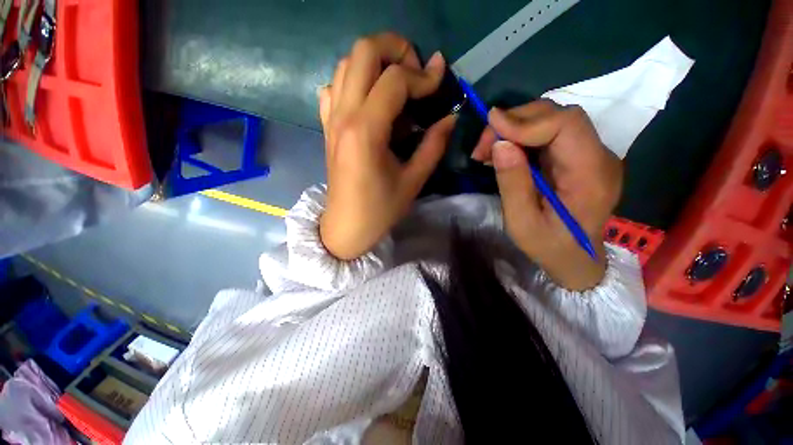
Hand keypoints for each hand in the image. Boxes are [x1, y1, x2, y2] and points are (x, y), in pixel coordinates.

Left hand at [318, 33, 456, 259]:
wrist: (346, 226)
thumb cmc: (380, 209)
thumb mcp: (413, 180)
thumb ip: (434, 145)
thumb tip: (450, 116)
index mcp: (366, 131)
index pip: (395, 80)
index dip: (423, 76)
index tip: (439, 85)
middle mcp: (344, 116)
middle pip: (363, 51)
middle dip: (396, 49)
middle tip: (416, 74)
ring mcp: (331, 119)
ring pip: (347, 63)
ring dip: (375, 63)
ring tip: (397, 85)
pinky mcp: (327, 126)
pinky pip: (335, 87)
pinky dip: (354, 81)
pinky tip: (370, 101)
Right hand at [471, 100, 622, 290]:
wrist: (576, 258)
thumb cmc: (549, 247)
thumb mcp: (521, 223)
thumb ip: (513, 184)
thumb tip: (500, 144)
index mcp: (591, 176)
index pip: (566, 125)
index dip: (525, 120)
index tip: (490, 125)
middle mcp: (598, 157)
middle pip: (559, 116)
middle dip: (515, 122)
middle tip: (483, 146)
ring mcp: (591, 155)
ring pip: (553, 121)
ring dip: (515, 128)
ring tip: (488, 150)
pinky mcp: (578, 157)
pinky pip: (550, 135)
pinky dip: (522, 137)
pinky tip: (503, 152)